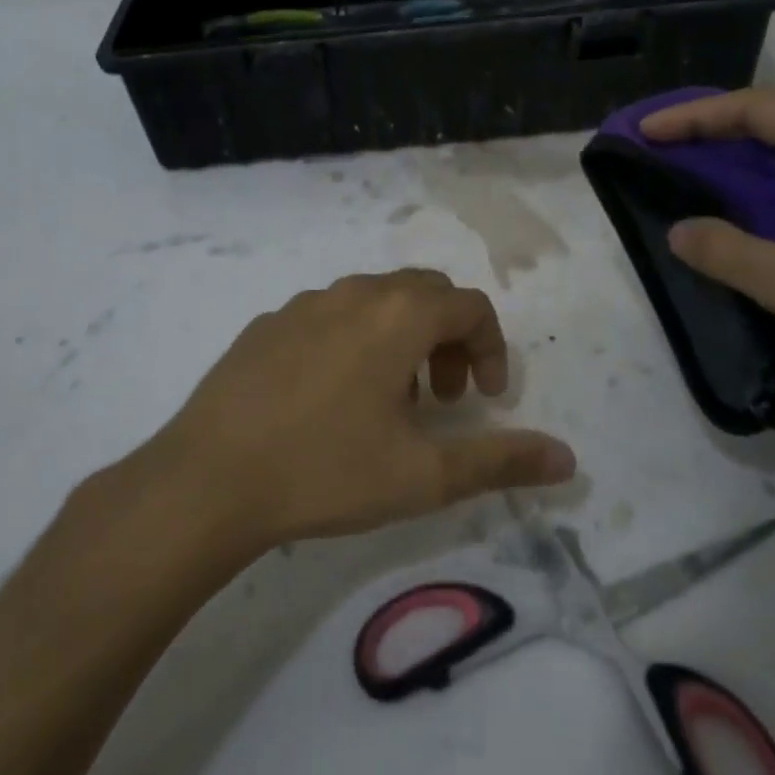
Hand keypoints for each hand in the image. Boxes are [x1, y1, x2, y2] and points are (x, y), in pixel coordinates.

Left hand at [136, 269, 575, 553]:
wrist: (206, 481)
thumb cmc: (326, 471)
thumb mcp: (424, 475)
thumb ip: (501, 461)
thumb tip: (568, 460)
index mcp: (399, 316)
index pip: (470, 307)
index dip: (492, 349)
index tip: (485, 400)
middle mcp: (355, 293)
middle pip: (425, 294)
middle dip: (450, 339)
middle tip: (445, 398)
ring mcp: (304, 305)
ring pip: (375, 301)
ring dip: (402, 339)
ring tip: (392, 401)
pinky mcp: (266, 325)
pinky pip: (328, 316)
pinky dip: (354, 341)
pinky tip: (331, 398)